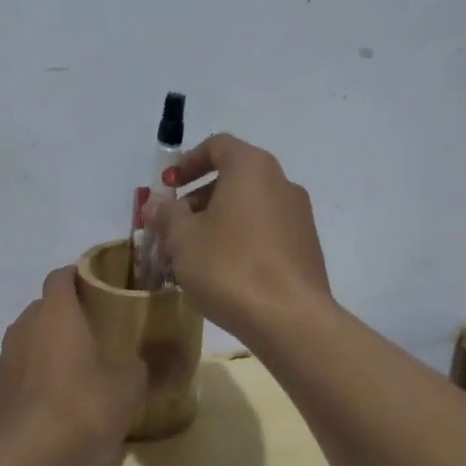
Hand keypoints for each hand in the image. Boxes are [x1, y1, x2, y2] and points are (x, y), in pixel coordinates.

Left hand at [0, 267, 146, 465]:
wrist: (27, 463)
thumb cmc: (82, 410)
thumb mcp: (127, 388)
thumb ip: (135, 366)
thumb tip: (135, 361)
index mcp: (55, 314)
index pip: (61, 276)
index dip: (80, 275)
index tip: (102, 284)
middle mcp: (25, 327)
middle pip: (46, 307)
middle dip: (69, 313)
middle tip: (99, 328)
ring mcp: (6, 359)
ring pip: (32, 337)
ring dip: (53, 344)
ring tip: (82, 364)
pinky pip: (24, 367)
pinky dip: (41, 373)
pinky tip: (62, 397)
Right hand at [149, 134, 332, 342]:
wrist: (290, 319)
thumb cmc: (229, 267)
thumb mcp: (183, 239)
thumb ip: (167, 215)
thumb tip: (160, 206)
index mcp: (252, 168)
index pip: (218, 146)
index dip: (187, 162)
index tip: (168, 187)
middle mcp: (281, 183)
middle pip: (233, 178)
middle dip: (197, 200)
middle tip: (172, 228)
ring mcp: (299, 216)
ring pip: (248, 208)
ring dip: (216, 223)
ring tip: (191, 256)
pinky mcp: (306, 247)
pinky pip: (265, 232)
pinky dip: (240, 240)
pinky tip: (222, 272)